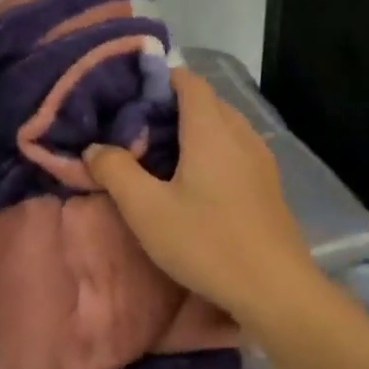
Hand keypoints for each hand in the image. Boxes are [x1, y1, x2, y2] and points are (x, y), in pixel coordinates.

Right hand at [85, 67, 317, 329]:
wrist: (274, 288)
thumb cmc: (206, 242)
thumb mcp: (146, 209)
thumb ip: (115, 171)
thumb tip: (94, 149)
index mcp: (211, 130)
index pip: (188, 81)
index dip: (158, 80)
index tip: (128, 97)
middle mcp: (241, 134)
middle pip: (205, 102)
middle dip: (170, 108)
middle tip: (135, 130)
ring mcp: (260, 160)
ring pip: (222, 127)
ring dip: (191, 132)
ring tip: (159, 157)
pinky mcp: (268, 185)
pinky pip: (235, 150)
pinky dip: (211, 152)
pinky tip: (193, 183)